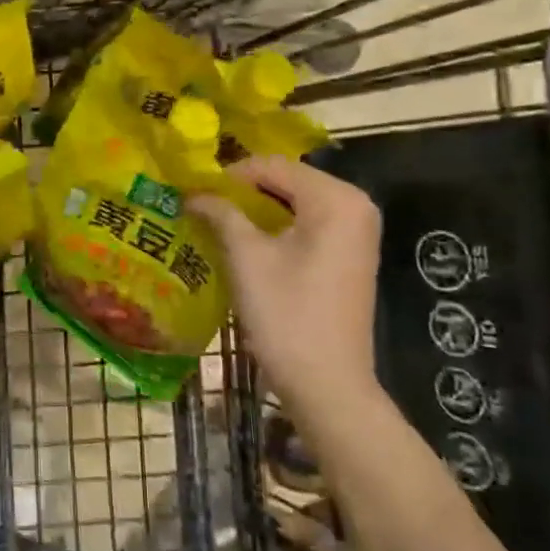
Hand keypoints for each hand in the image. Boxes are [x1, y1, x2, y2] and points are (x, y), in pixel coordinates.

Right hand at [189, 156, 383, 412]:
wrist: (328, 384)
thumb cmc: (287, 315)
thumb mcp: (247, 258)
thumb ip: (221, 214)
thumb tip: (193, 192)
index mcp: (336, 199)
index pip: (272, 166)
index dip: (228, 176)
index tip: (193, 191)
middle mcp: (355, 205)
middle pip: (286, 181)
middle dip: (242, 192)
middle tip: (201, 205)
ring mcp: (357, 231)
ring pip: (294, 202)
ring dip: (255, 210)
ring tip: (215, 221)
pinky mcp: (350, 254)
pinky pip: (307, 223)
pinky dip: (275, 227)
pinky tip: (244, 241)